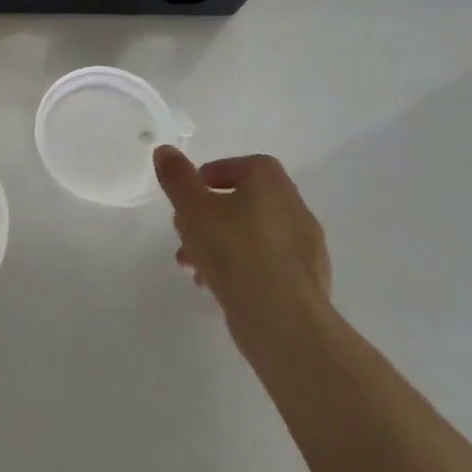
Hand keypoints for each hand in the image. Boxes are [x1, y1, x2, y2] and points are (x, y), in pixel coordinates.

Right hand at [154, 147, 333, 356]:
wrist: (283, 321)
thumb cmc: (234, 252)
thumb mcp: (192, 209)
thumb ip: (177, 178)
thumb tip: (165, 150)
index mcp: (272, 184)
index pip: (247, 165)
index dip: (215, 174)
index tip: (191, 194)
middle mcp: (295, 209)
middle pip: (247, 201)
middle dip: (211, 215)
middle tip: (185, 232)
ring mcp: (306, 249)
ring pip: (254, 235)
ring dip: (221, 243)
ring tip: (192, 266)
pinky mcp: (306, 283)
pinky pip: (267, 265)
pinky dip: (242, 268)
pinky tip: (218, 287)